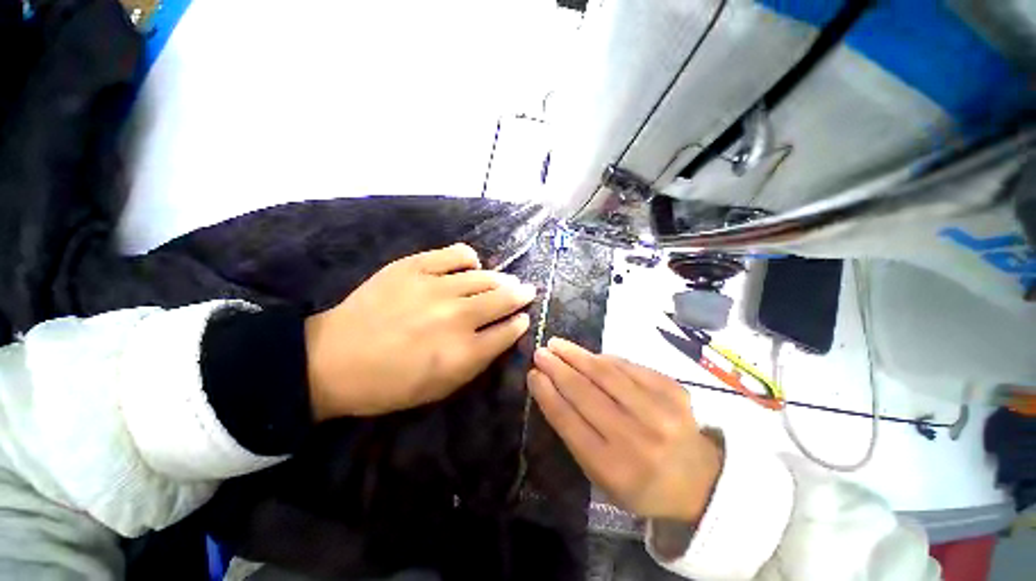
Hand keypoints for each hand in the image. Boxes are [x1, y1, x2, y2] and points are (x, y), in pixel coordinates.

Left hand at [305, 243, 535, 419]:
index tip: (523, 317)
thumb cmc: (391, 383)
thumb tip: (505, 332)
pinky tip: (471, 266)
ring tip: (506, 280)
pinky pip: (457, 253)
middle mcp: (457, 316)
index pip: (508, 331)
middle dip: (521, 294)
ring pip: (485, 276)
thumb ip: (479, 359)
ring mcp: (435, 287)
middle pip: (503, 298)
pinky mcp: (415, 266)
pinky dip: (470, 259)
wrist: (334, 359)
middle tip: (527, 291)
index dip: (519, 322)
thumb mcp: (443, 387)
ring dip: (502, 279)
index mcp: (464, 352)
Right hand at [528, 338, 721, 522]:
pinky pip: (629, 367)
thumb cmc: (640, 482)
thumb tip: (552, 387)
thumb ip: (575, 432)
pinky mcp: (674, 391)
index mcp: (612, 468)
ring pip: (606, 373)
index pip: (568, 420)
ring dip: (577, 355)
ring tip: (558, 344)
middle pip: (585, 392)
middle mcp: (636, 439)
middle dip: (557, 368)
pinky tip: (591, 355)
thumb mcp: (601, 474)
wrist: (699, 481)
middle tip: (541, 352)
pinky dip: (605, 358)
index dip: (546, 392)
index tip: (532, 373)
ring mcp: (659, 412)